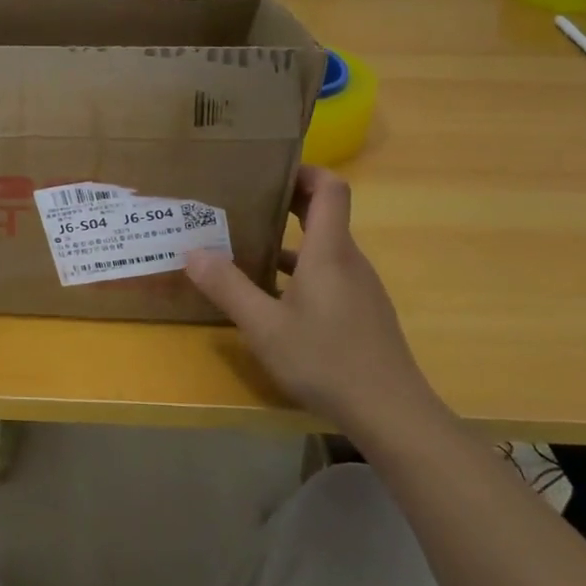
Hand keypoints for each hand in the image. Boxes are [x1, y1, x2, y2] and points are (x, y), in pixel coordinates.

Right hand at [185, 166, 440, 444]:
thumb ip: (228, 288)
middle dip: (286, 201)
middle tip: (244, 201)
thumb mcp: (265, 327)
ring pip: (324, 248)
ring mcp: (360, 288)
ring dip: (290, 240)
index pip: (331, 188)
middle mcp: (349, 261)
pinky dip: (301, 272)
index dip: (304, 171)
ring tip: (247, 247)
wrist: (392, 415)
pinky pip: (329, 275)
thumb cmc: (326, 360)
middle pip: (325, 213)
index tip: (268, 170)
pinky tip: (273, 298)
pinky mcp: (362, 313)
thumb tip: (192, 253)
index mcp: (330, 251)